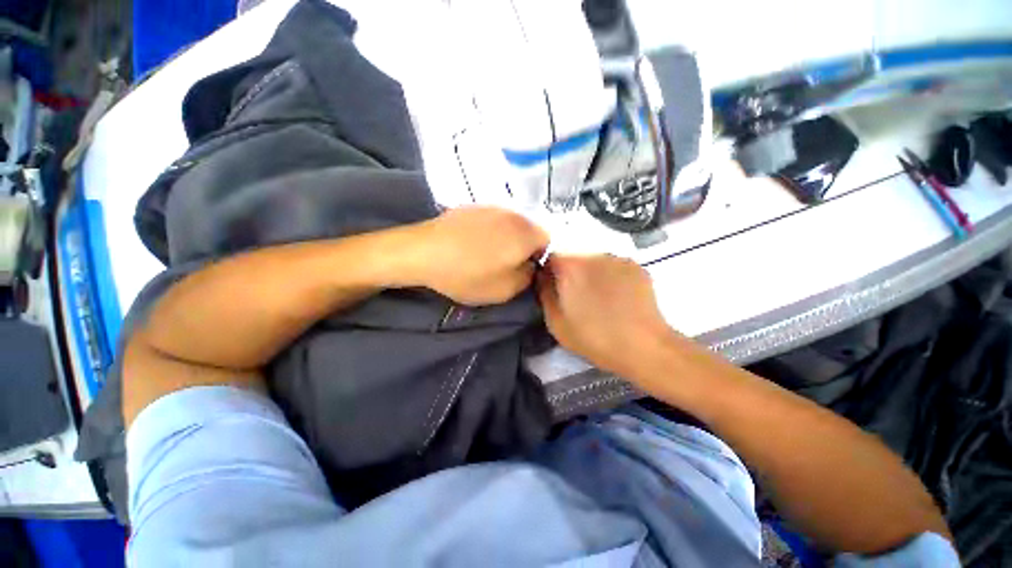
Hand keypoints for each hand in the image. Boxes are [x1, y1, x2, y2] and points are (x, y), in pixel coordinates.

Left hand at [412, 207, 548, 305]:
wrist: (423, 252)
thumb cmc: (468, 274)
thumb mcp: (505, 289)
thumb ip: (528, 277)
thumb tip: (530, 265)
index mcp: (526, 233)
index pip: (548, 242)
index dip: (540, 258)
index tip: (524, 270)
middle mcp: (513, 214)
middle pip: (529, 231)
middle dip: (523, 248)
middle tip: (506, 265)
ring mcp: (491, 207)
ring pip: (510, 225)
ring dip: (506, 240)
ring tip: (487, 255)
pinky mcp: (472, 206)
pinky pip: (492, 220)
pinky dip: (489, 232)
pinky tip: (472, 245)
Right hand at [537, 254, 674, 378]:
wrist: (644, 346)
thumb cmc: (594, 337)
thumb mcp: (556, 322)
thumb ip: (544, 293)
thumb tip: (543, 276)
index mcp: (570, 268)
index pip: (549, 256)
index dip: (549, 271)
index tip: (553, 287)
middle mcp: (593, 255)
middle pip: (573, 258)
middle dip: (571, 274)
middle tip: (577, 298)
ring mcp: (617, 259)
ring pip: (594, 262)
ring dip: (591, 275)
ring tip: (600, 300)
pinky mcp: (636, 266)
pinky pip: (613, 267)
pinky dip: (611, 277)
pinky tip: (618, 298)